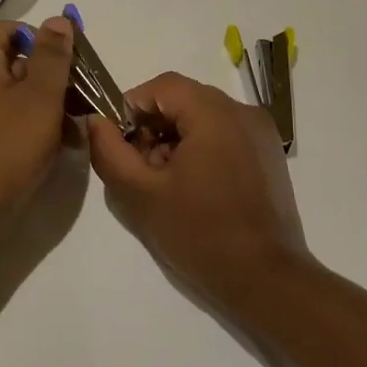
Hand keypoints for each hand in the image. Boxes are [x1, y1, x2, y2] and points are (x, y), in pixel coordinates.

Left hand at [0, 16, 81, 215]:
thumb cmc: (7, 146)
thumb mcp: (40, 97)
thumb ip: (52, 56)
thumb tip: (57, 20)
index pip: (6, 29)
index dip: (40, 37)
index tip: (68, 59)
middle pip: (12, 61)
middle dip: (50, 76)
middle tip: (81, 95)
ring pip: (12, 93)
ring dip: (46, 104)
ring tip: (76, 128)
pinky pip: (3, 118)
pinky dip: (29, 124)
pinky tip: (57, 146)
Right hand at [88, 72, 310, 301]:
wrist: (267, 280)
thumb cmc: (200, 233)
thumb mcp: (141, 194)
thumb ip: (110, 151)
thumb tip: (96, 121)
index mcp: (214, 112)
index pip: (161, 86)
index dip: (133, 109)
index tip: (123, 145)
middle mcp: (242, 111)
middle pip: (184, 99)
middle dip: (155, 126)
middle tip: (142, 168)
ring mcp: (261, 132)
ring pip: (204, 116)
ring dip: (177, 138)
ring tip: (167, 183)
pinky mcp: (270, 154)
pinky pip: (226, 133)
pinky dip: (202, 147)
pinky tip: (195, 188)